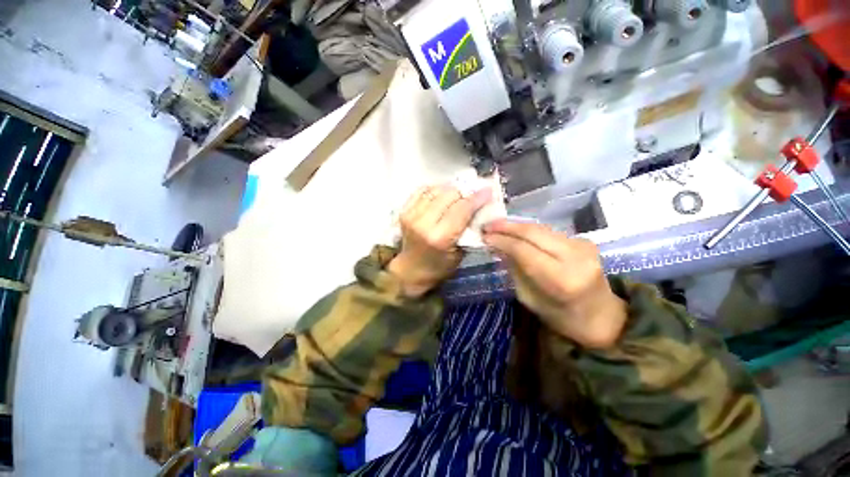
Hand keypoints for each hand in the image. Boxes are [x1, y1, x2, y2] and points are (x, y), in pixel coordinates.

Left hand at [388, 185, 491, 297]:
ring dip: (450, 190)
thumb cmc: (439, 266)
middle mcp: (423, 223)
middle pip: (449, 195)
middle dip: (464, 193)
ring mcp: (411, 215)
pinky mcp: (404, 211)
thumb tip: (479, 207)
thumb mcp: (460, 253)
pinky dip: (434, 190)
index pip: (462, 209)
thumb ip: (469, 229)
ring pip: (436, 190)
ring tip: (457, 195)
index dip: (477, 198)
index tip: (487, 191)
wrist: (411, 269)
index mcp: (440, 238)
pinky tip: (441, 195)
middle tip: (472, 196)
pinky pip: (422, 191)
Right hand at [482, 220, 626, 348]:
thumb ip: (514, 269)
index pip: (523, 249)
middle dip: (506, 226)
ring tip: (496, 226)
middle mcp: (575, 257)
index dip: (501, 240)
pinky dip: (529, 231)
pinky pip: (548, 231)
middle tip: (487, 225)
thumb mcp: (529, 298)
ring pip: (540, 228)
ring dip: (516, 226)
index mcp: (562, 279)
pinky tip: (515, 232)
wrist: (603, 317)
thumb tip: (498, 246)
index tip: (484, 236)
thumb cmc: (562, 317)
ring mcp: (583, 245)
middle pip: (533, 232)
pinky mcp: (584, 240)